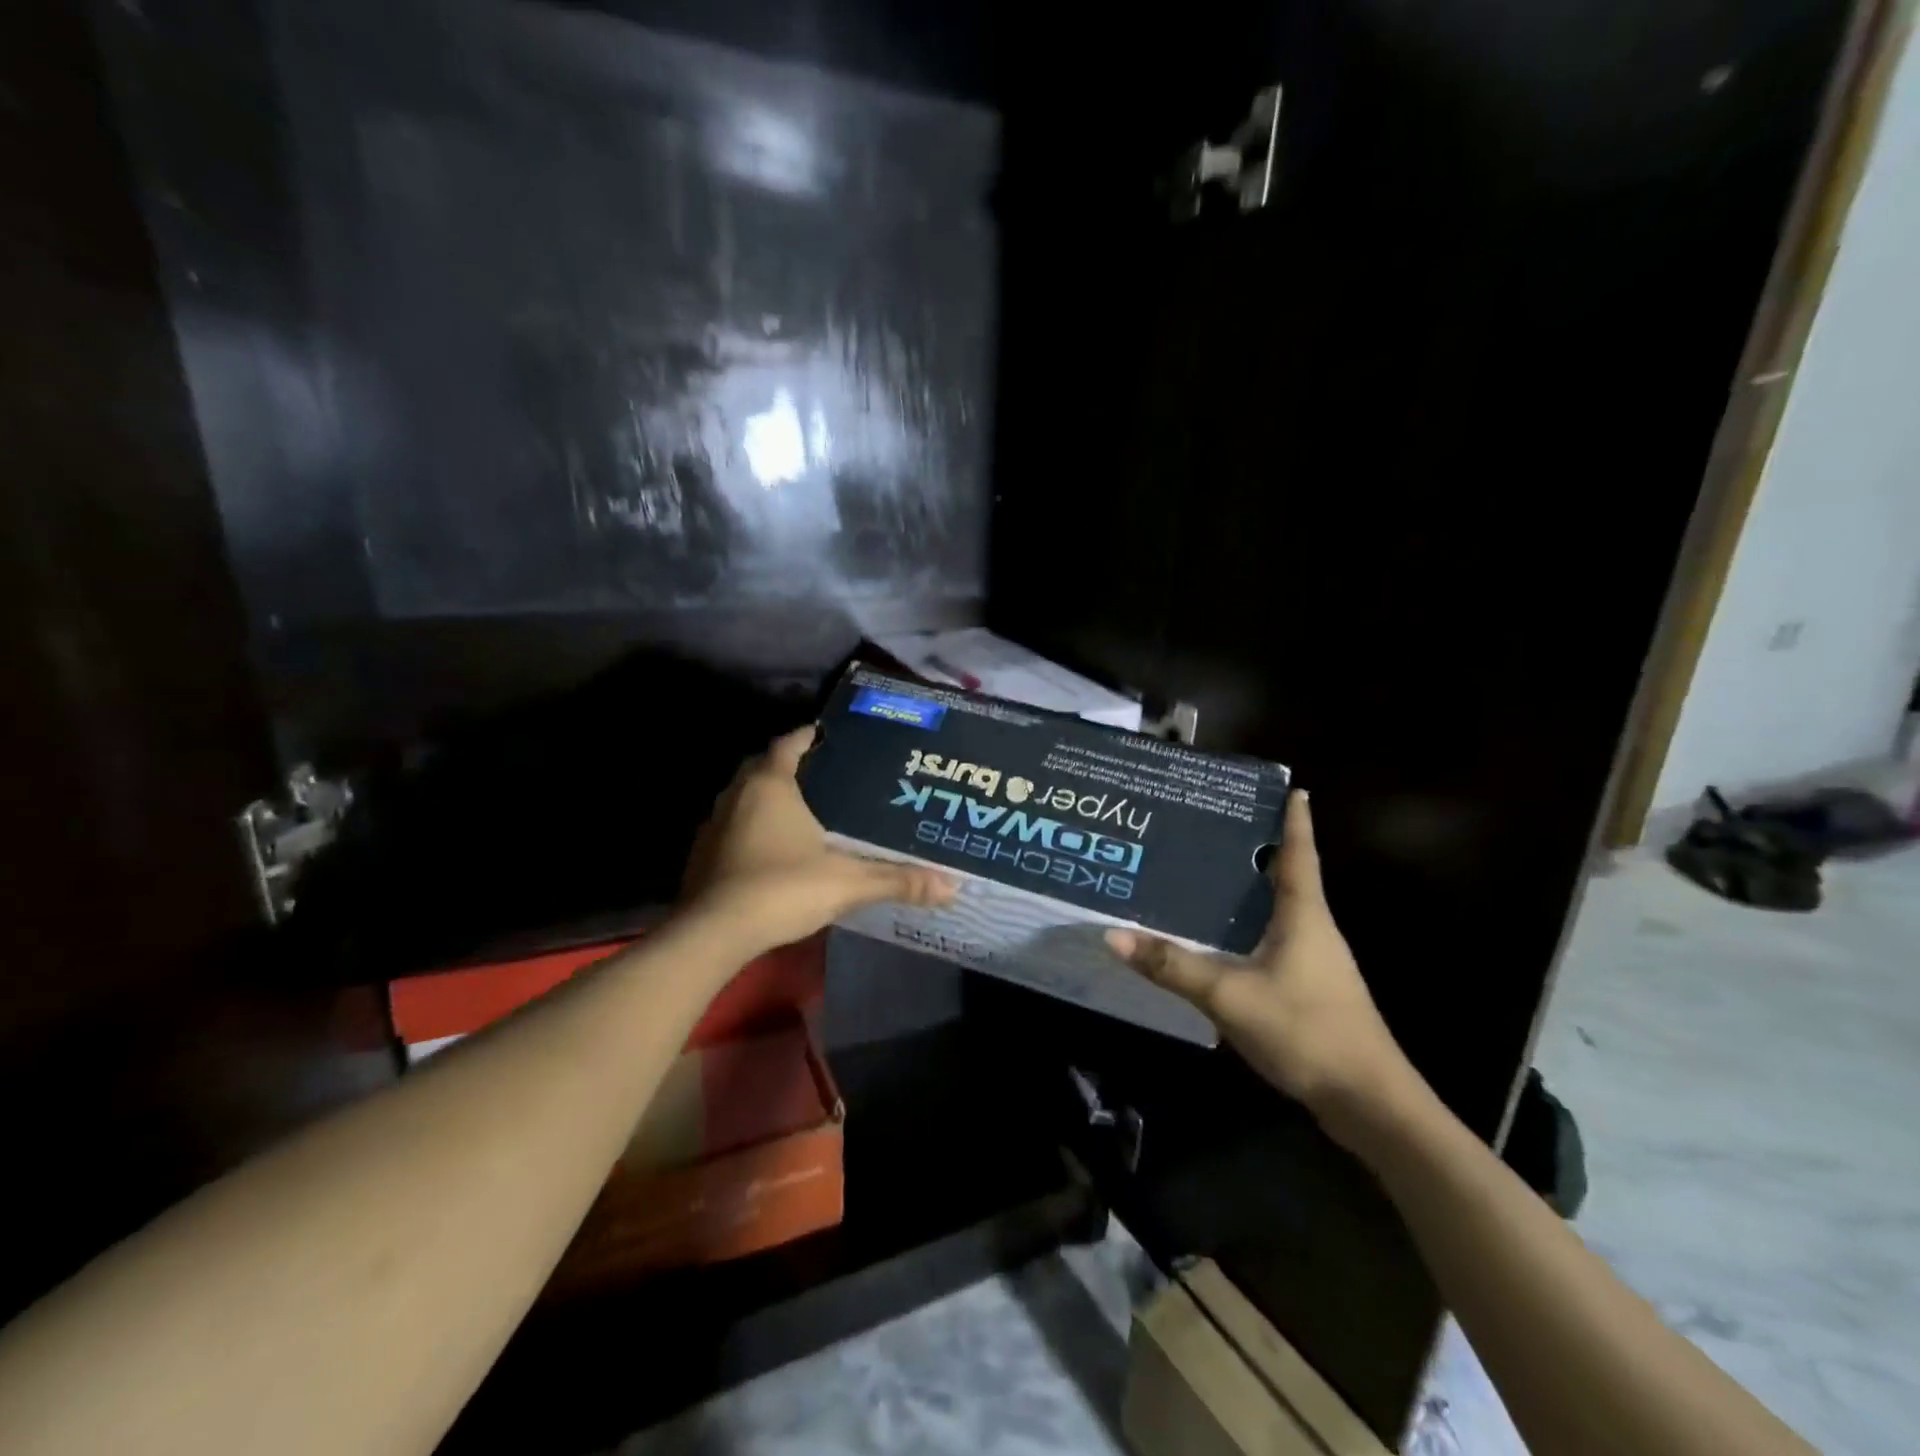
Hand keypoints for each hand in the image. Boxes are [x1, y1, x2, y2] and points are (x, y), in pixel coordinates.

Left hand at [682, 727, 956, 954]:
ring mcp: (714, 826)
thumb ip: (898, 880)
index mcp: (770, 786)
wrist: (714, 934)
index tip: (828, 734)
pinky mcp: (701, 856)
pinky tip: (771, 850)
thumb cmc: (782, 889)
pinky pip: (731, 828)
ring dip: (766, 798)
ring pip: (742, 798)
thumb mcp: (848, 883)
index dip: (808, 735)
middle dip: (787, 765)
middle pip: (762, 767)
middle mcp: (736, 796)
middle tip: (822, 773)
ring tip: (801, 809)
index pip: (789, 743)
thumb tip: (952, 886)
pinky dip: (750, 828)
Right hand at [1105, 792, 1414, 1139]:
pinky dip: (1252, 928)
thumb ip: (1172, 966)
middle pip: (1288, 878)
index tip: (1293, 788)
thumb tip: (1113, 934)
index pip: (1299, 854)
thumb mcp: (1229, 996)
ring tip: (1209, 875)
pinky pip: (1277, 942)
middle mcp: (1315, 931)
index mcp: (1304, 916)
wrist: (1369, 1104)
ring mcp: (1317, 963)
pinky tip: (1223, 939)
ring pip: (1281, 912)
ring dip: (1254, 891)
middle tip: (1216, 828)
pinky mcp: (1312, 990)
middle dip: (1259, 851)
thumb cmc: (1306, 1031)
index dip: (1295, 820)